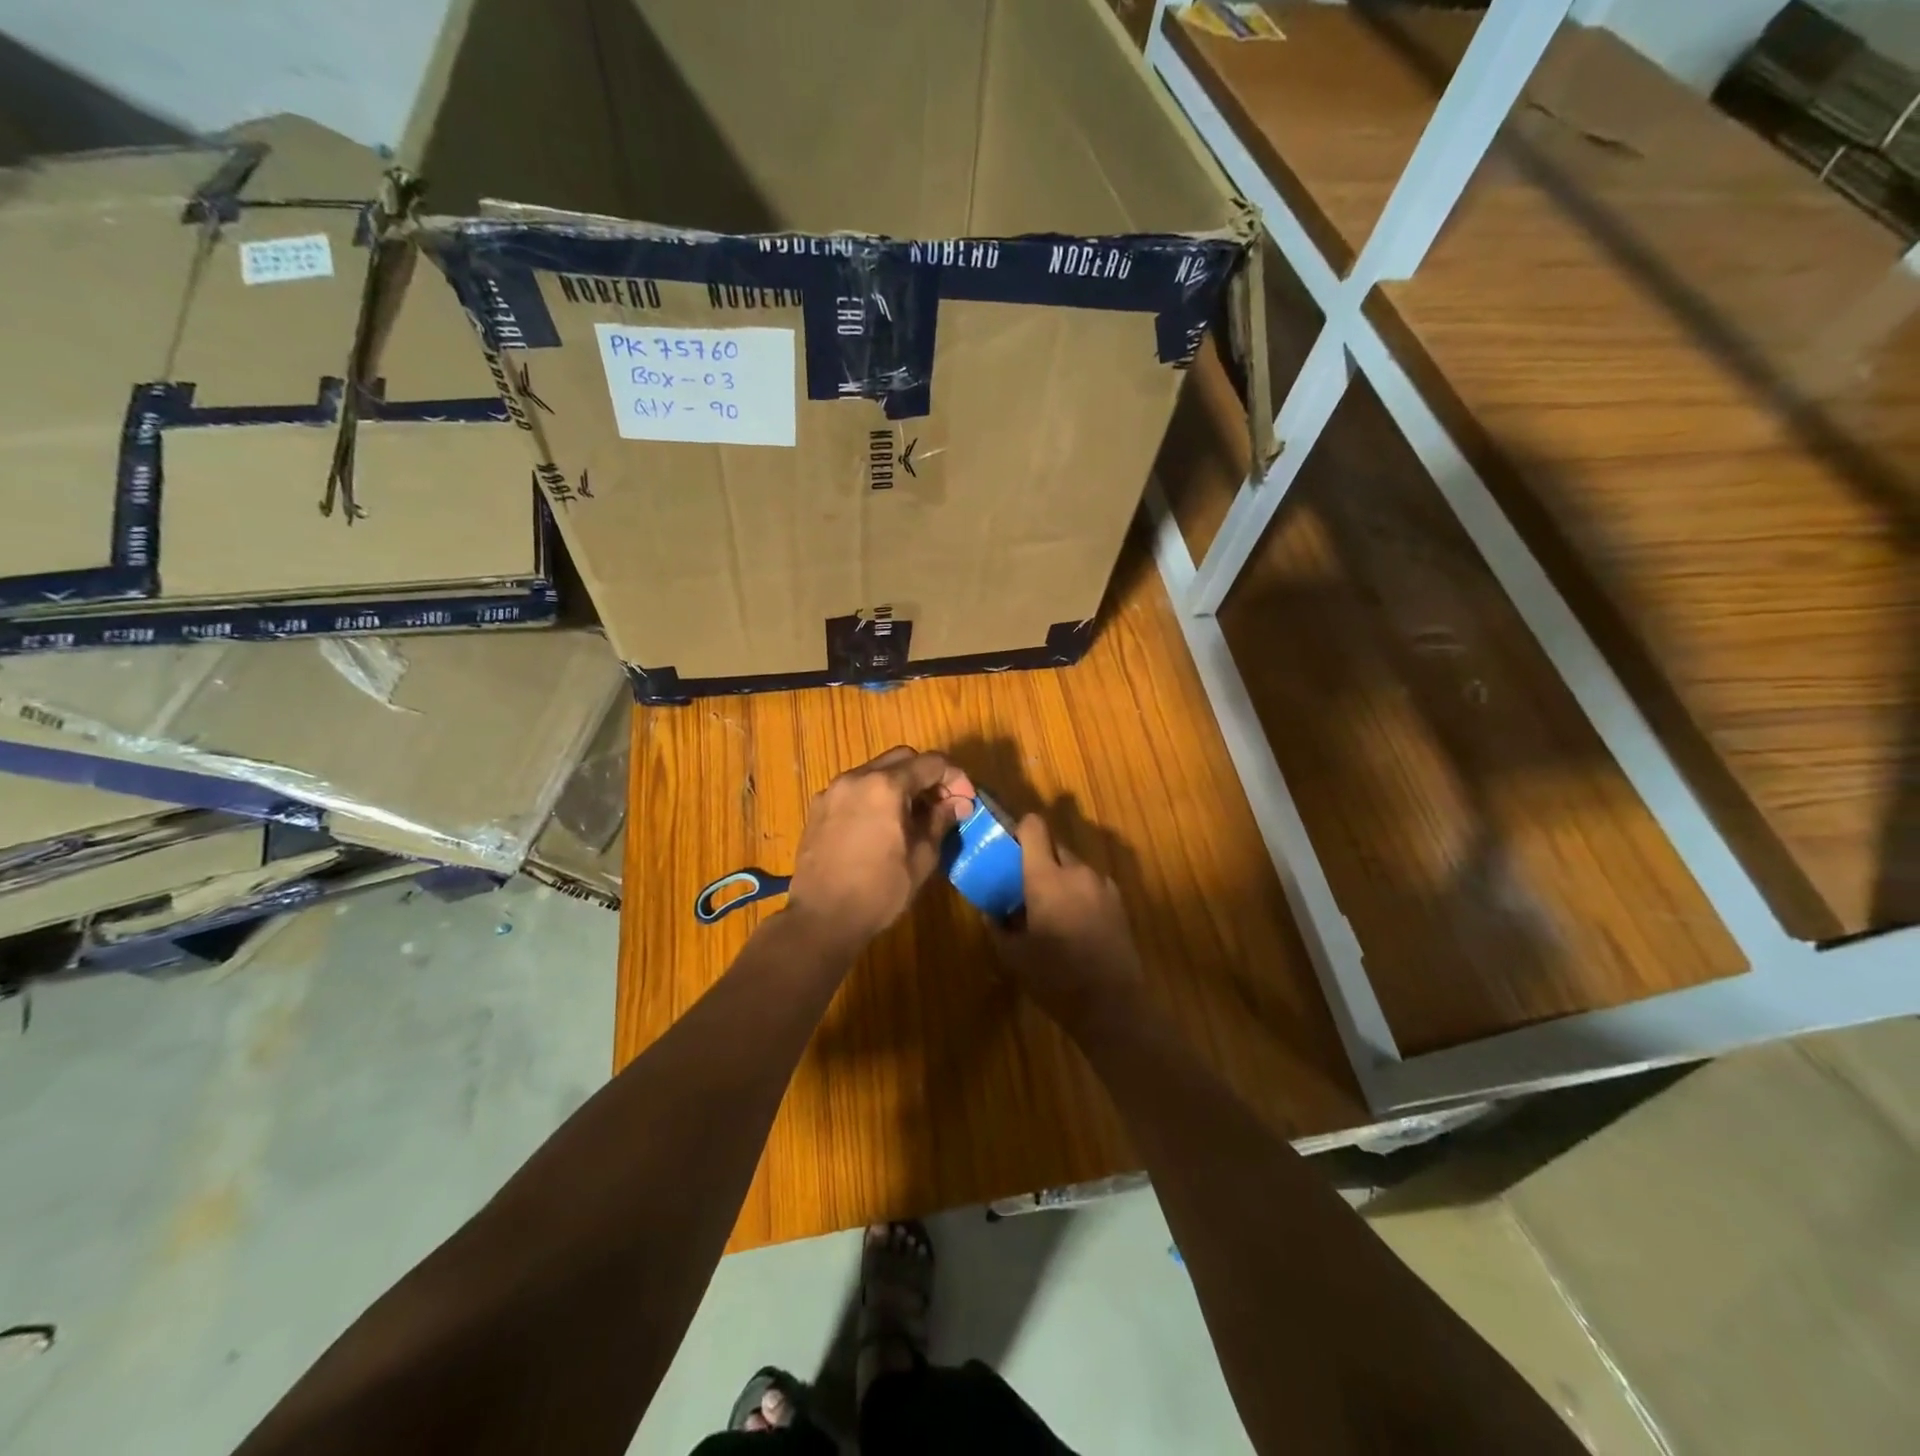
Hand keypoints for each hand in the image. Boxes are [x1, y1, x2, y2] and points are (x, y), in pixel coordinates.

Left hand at [786, 746, 975, 949]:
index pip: (931, 763)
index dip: (955, 778)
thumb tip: (957, 803)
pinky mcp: (818, 808)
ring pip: (875, 771)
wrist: (822, 918)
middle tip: (942, 804)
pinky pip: (854, 789)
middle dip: (927, 776)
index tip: (966, 801)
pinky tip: (882, 825)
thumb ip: (940, 821)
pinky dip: (874, 796)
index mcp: (886, 786)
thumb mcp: (922, 857)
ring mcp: (833, 791)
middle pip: (902, 759)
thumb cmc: (879, 890)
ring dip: (900, 784)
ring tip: (913, 815)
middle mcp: (857, 778)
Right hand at [992, 814, 1142, 1027]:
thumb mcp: (1012, 953)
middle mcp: (1076, 871)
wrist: (1111, 1004)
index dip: (1020, 829)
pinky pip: (1090, 883)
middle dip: (1039, 857)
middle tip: (1024, 883)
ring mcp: (1101, 884)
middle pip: (1054, 845)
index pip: (1034, 827)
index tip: (1009, 845)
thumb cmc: (1054, 977)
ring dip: (1059, 875)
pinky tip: (1074, 920)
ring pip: (1074, 865)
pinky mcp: (1118, 900)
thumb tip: (989, 909)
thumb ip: (997, 923)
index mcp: (1046, 877)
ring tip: (1049, 906)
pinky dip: (1078, 891)